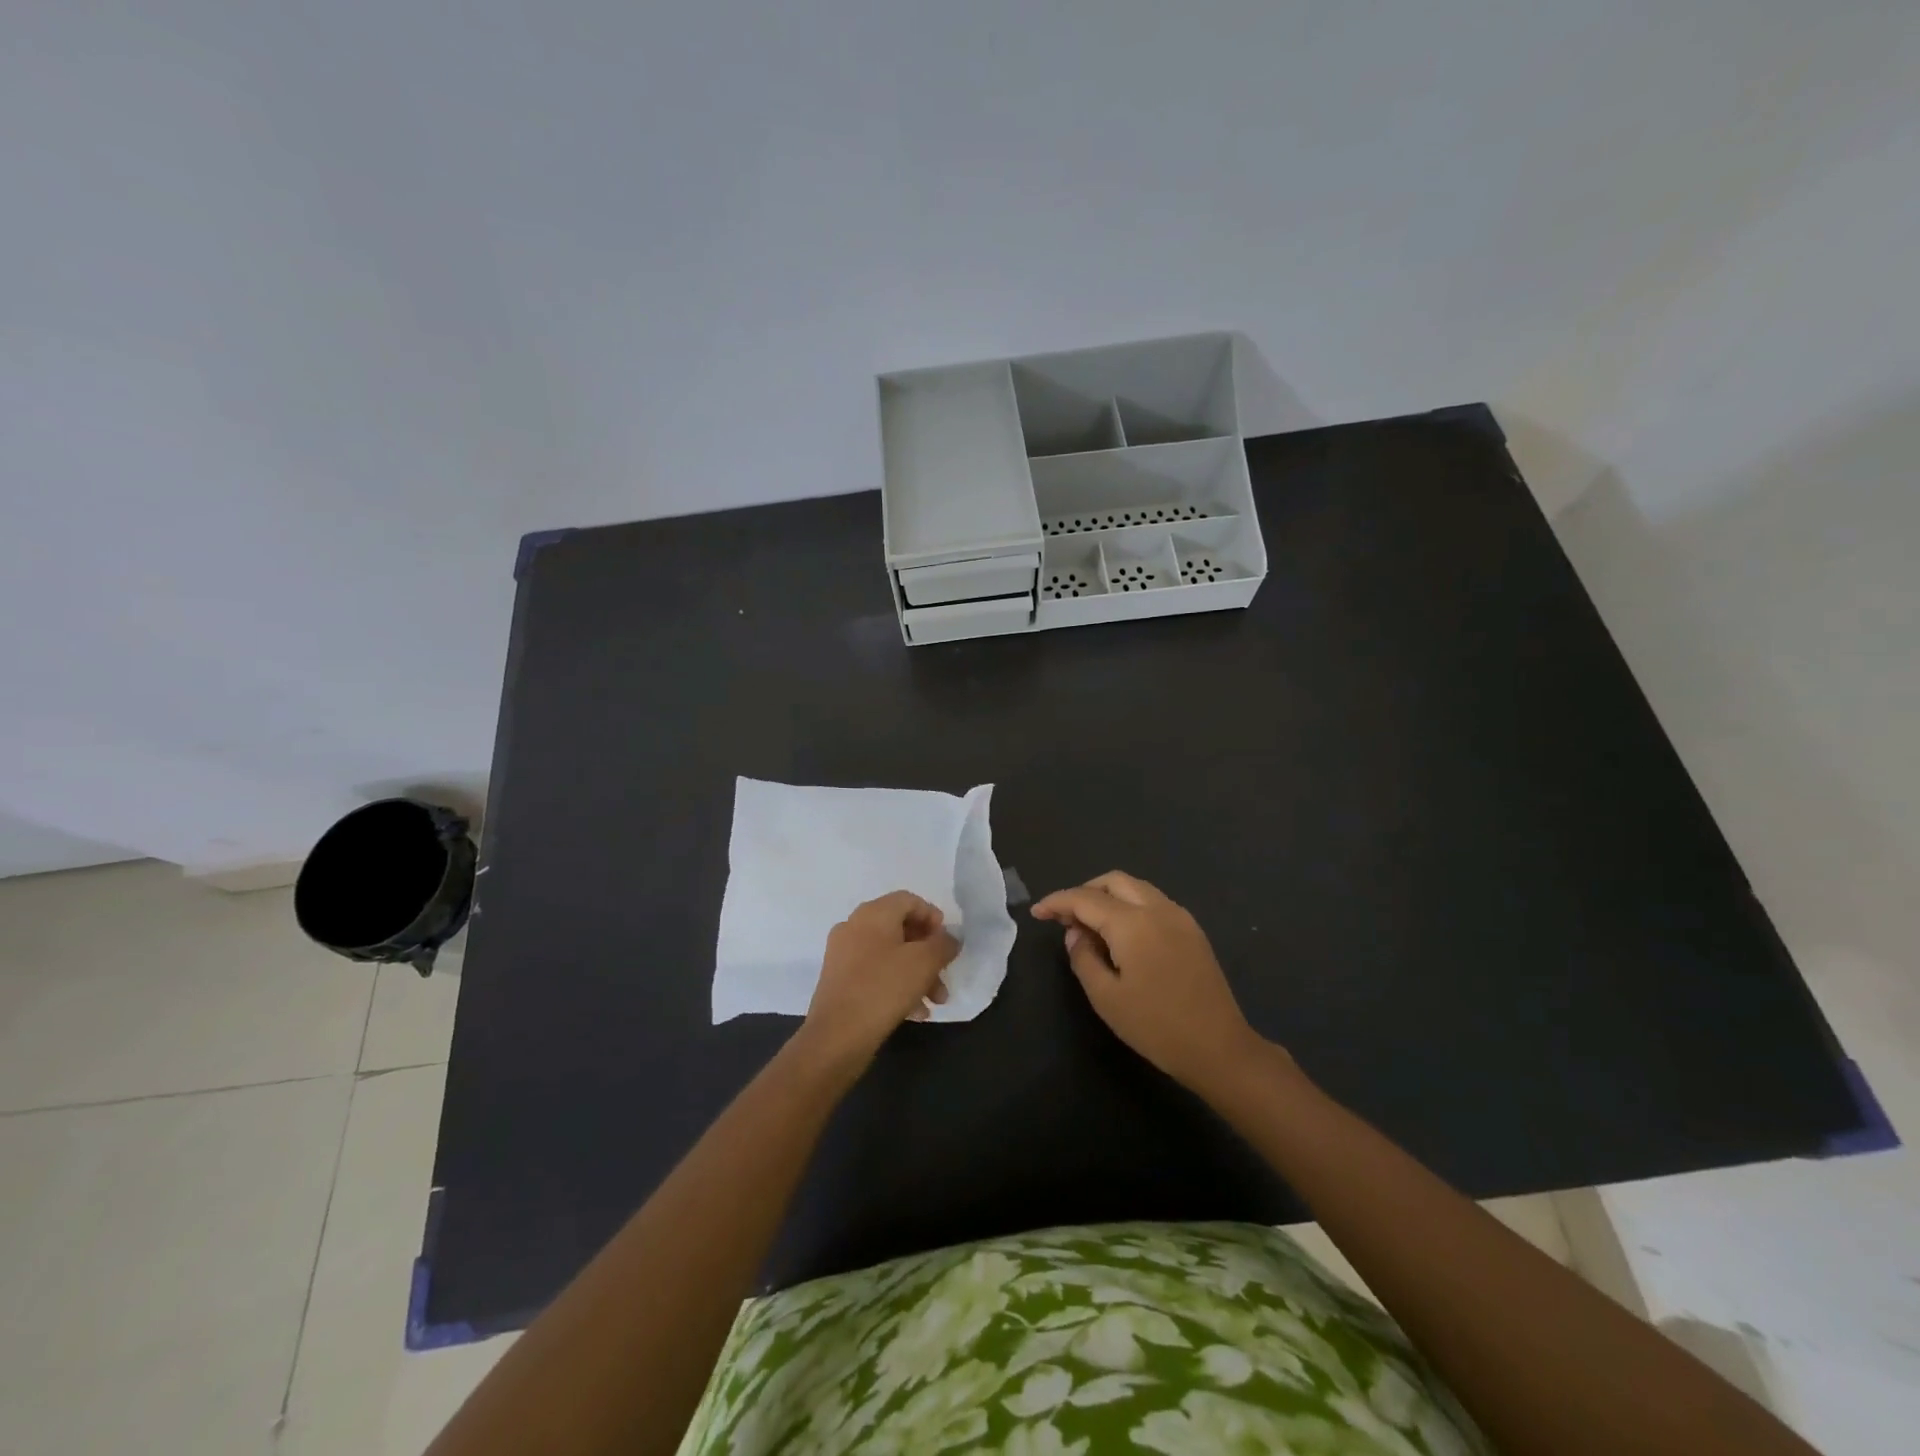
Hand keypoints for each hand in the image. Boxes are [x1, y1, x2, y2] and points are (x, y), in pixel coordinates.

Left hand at [801, 890, 958, 1065]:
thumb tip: (950, 938)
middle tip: (945, 975)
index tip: (947, 943)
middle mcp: (854, 926)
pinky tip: (915, 1012)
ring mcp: (843, 953)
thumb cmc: (883, 989)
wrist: (836, 1037)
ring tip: (935, 1002)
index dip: (933, 917)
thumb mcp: (924, 963)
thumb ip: (943, 944)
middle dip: (928, 953)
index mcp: (873, 913)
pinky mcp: (839, 980)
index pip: (909, 900)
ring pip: (890, 955)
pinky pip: (875, 973)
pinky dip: (897, 985)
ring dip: (917, 974)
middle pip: (901, 929)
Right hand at [1032, 870, 1266, 1090]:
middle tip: (1065, 919)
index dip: (1057, 902)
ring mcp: (1179, 916)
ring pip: (1135, 888)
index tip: (1037, 913)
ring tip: (1090, 926)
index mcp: (1132, 923)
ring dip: (1107, 896)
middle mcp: (1157, 908)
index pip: (1085, 899)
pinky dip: (1129, 905)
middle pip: (1113, 881)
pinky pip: (1153, 901)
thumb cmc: (1156, 1026)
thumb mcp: (1106, 997)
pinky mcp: (1192, 930)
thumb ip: (1083, 958)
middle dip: (1083, 892)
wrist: (1219, 1048)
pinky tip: (1121, 934)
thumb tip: (1076, 935)